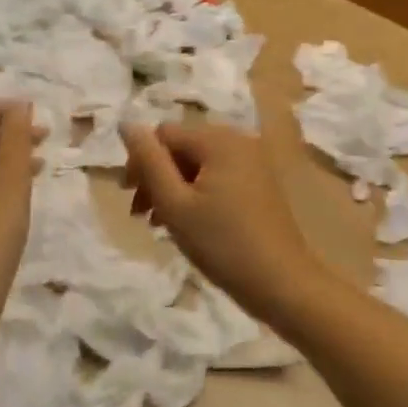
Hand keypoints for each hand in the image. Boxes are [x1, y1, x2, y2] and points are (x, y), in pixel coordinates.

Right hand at [122, 120, 324, 320]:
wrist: (282, 282)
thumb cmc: (222, 243)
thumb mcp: (175, 204)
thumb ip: (149, 161)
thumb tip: (126, 124)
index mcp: (218, 140)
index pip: (163, 134)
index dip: (140, 162)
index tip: (130, 199)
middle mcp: (238, 140)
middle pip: (181, 147)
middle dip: (157, 177)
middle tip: (141, 214)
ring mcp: (253, 161)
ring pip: (198, 164)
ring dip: (174, 188)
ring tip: (160, 224)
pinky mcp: (260, 182)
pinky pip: (217, 176)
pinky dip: (197, 193)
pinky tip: (188, 223)